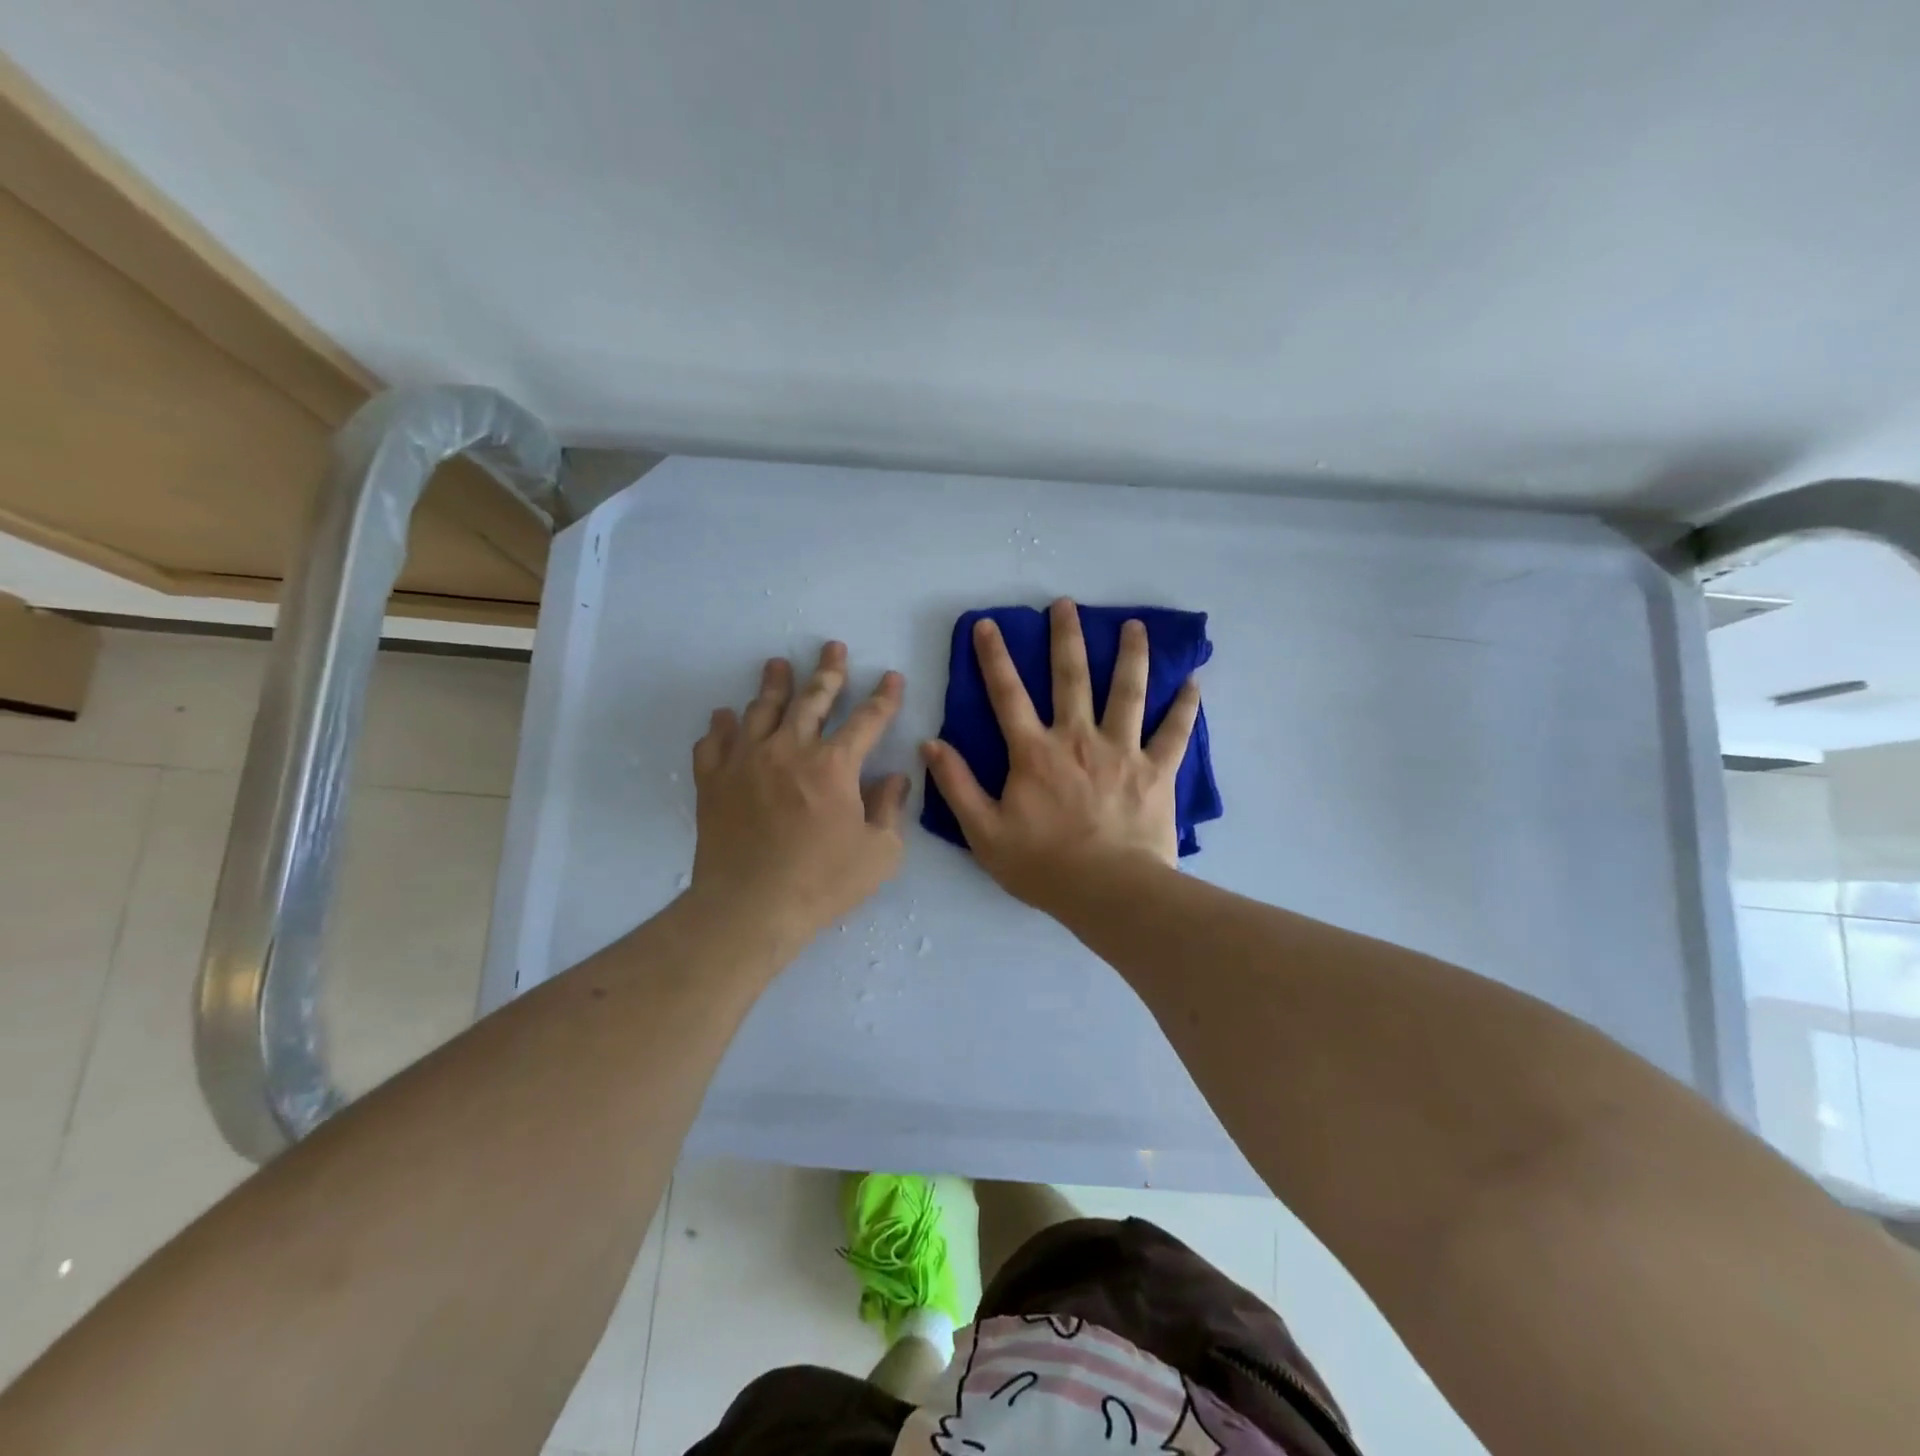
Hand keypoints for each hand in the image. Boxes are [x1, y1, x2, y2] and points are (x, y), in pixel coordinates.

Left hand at [690, 641, 908, 945]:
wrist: (749, 909)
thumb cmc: (822, 883)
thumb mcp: (879, 853)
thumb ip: (890, 809)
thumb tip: (896, 777)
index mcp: (834, 766)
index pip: (866, 720)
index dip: (884, 697)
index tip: (892, 677)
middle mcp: (789, 750)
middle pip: (812, 700)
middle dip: (828, 672)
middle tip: (833, 647)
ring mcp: (746, 762)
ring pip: (761, 710)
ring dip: (773, 685)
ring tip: (778, 664)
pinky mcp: (713, 781)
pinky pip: (714, 743)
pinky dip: (721, 727)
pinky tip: (725, 717)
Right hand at [921, 598, 1199, 909]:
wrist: (1108, 893)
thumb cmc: (1042, 865)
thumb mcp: (984, 832)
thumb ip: (957, 785)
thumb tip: (931, 744)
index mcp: (1035, 752)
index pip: (1007, 694)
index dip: (994, 657)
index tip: (989, 625)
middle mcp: (1078, 738)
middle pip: (1071, 677)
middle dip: (1066, 638)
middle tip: (1066, 604)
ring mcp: (1122, 751)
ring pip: (1127, 692)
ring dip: (1130, 655)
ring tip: (1134, 626)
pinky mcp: (1157, 770)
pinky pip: (1174, 732)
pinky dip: (1185, 706)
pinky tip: (1194, 681)